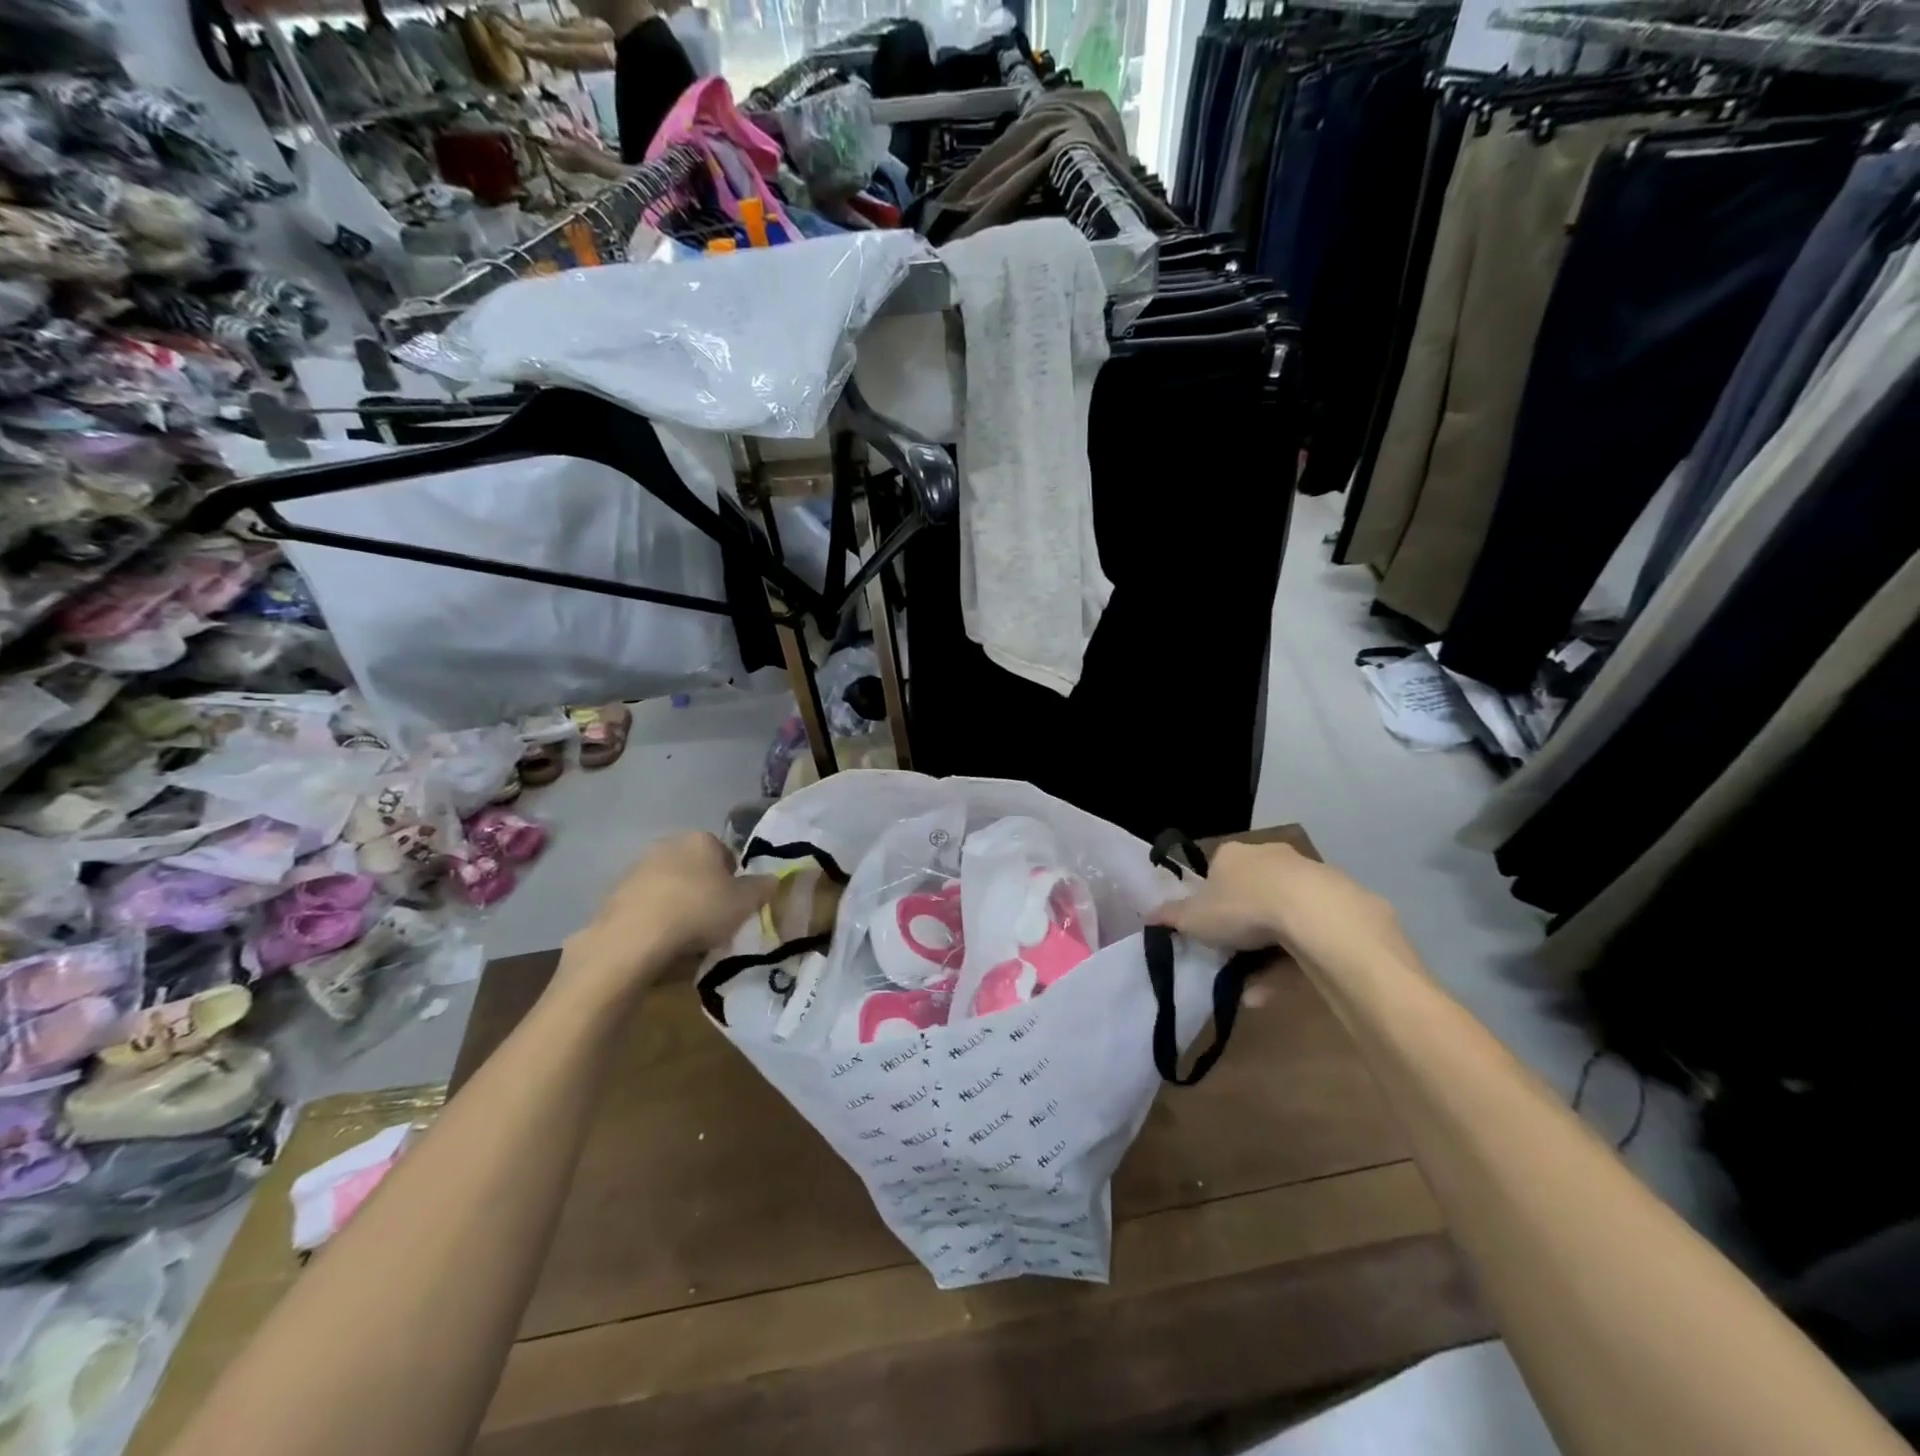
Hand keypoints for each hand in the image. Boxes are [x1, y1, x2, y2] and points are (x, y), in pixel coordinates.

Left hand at [560, 832, 775, 1000]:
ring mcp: (638, 868)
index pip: (725, 853)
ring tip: (688, 937)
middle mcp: (669, 844)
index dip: (734, 879)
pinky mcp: (615, 893)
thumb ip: (762, 888)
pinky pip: (647, 905)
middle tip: (714, 920)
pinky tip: (662, 942)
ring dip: (679, 904)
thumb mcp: (745, 903)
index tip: (736, 905)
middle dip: (705, 889)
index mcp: (701, 839)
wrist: (634, 938)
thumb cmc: (699, 911)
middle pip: (696, 868)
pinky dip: (656, 919)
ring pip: (670, 886)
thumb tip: (772, 879)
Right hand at [1149, 841, 1410, 974]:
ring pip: (1279, 920)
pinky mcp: (1336, 906)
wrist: (1314, 913)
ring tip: (1249, 991)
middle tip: (1229, 960)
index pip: (1216, 874)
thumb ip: (1170, 917)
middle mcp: (1269, 858)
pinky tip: (1274, 991)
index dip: (1208, 903)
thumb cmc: (1241, 907)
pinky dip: (1289, 963)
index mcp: (1232, 855)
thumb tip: (1146, 915)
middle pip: (1250, 896)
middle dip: (1240, 931)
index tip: (1207, 931)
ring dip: (1263, 955)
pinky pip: (1305, 936)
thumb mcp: (1194, 918)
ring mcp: (1306, 880)